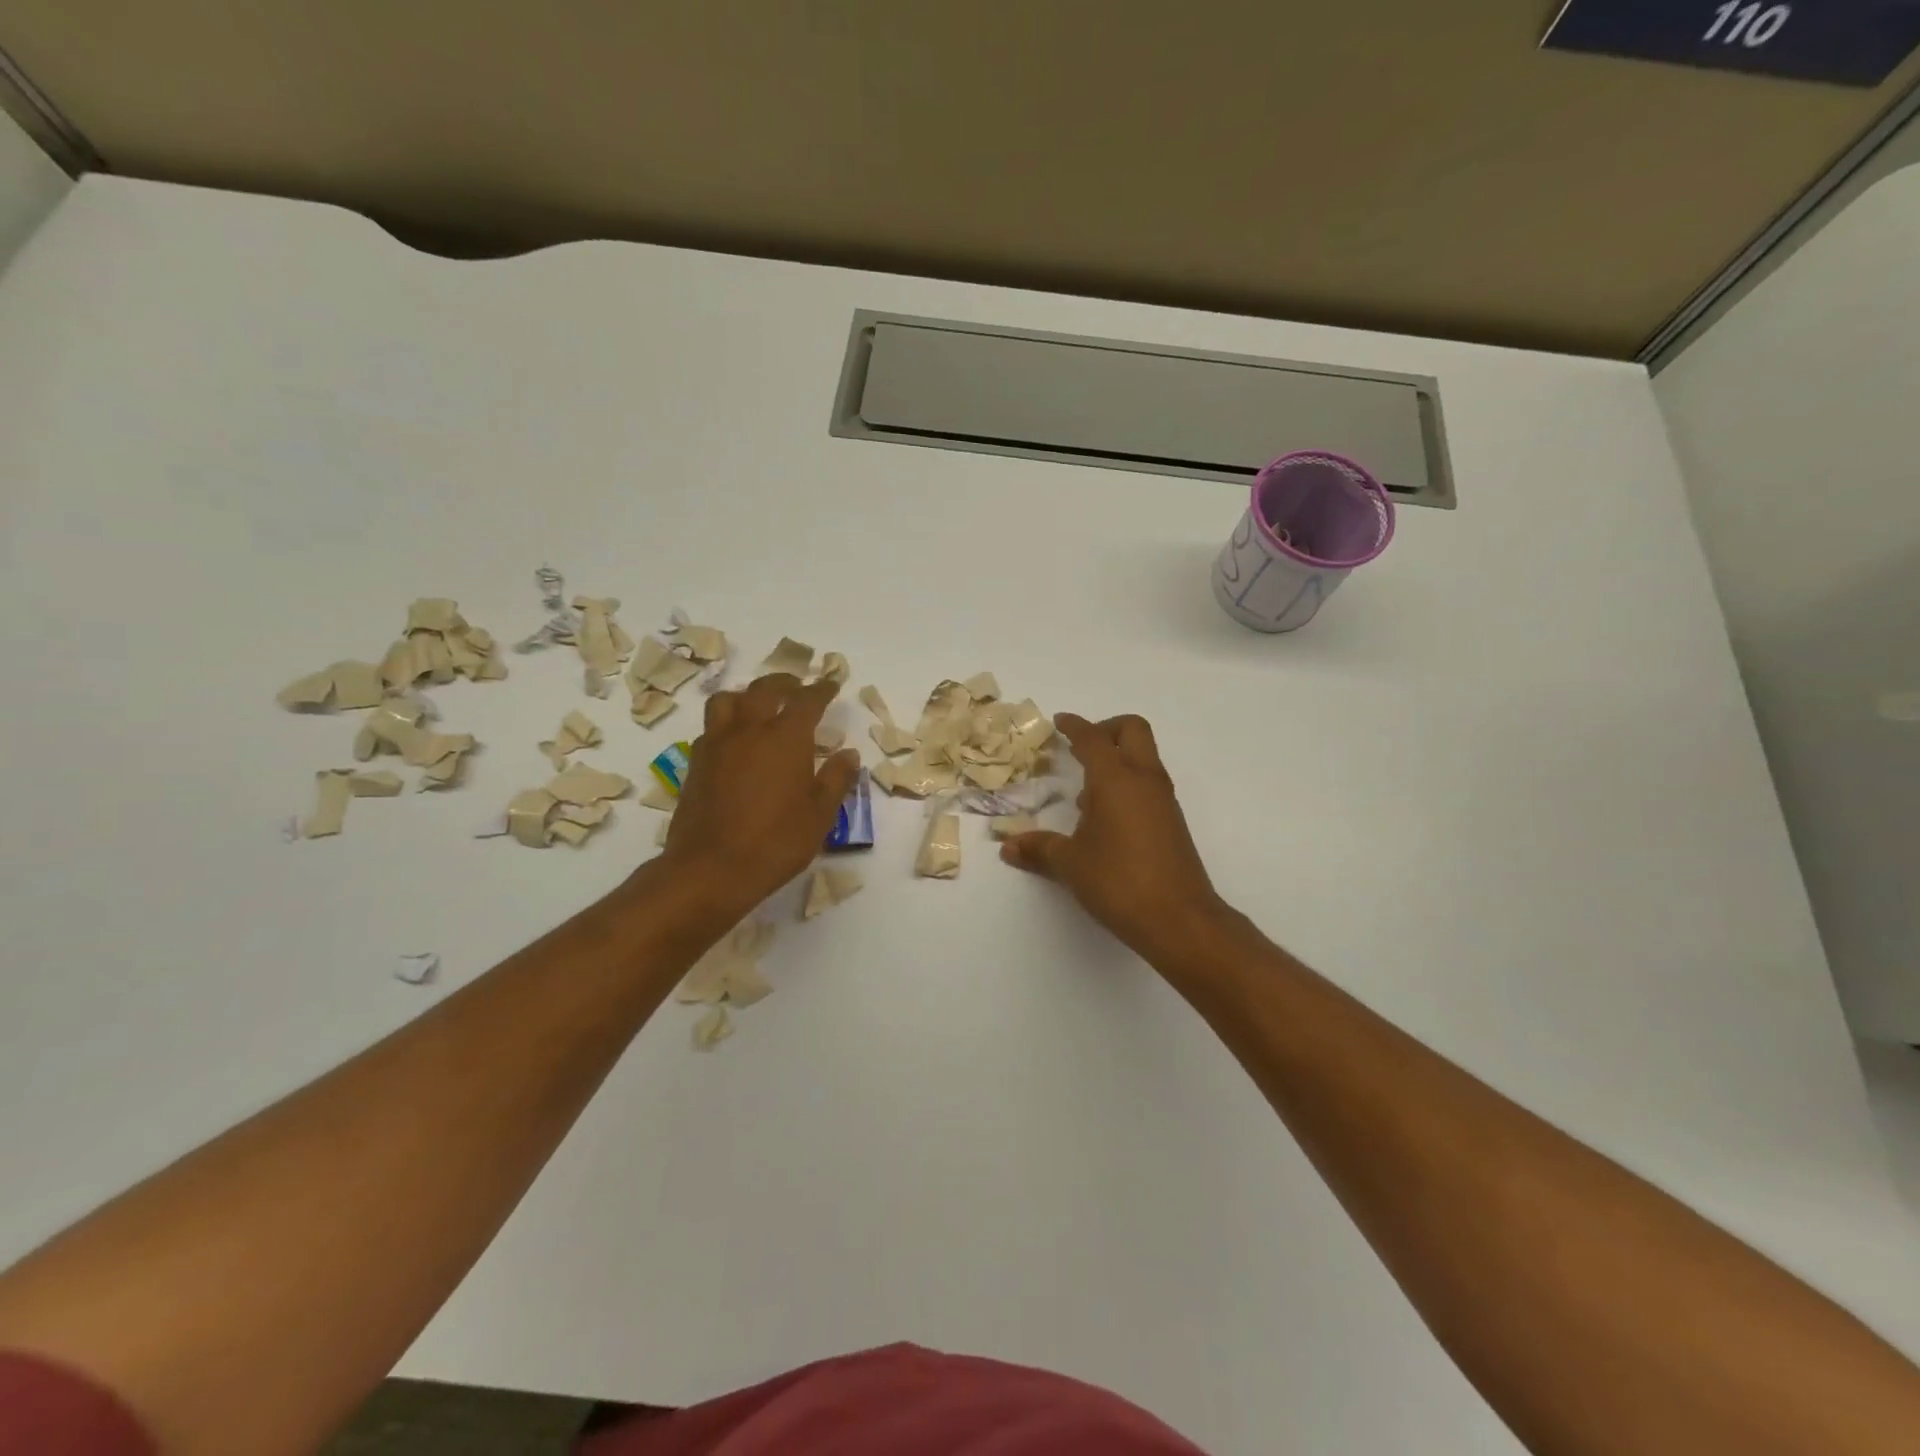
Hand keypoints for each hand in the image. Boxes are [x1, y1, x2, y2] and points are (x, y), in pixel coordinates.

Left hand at [658, 673, 860, 913]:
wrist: (710, 869)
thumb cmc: (775, 842)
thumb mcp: (819, 815)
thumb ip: (836, 779)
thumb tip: (848, 754)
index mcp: (785, 738)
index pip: (807, 700)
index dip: (822, 689)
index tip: (832, 684)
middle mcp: (749, 730)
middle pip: (764, 689)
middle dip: (785, 682)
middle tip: (798, 686)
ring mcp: (717, 744)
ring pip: (728, 700)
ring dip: (747, 695)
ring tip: (759, 705)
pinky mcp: (696, 763)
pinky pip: (712, 727)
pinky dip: (728, 722)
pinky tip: (736, 740)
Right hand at [1001, 713, 1223, 962]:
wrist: (1179, 919)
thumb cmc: (1119, 882)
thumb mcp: (1070, 863)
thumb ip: (1039, 848)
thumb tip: (1008, 846)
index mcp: (1116, 779)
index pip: (1093, 738)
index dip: (1074, 726)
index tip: (1059, 722)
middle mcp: (1144, 780)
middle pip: (1132, 730)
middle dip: (1105, 730)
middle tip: (1079, 749)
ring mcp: (1163, 800)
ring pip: (1143, 757)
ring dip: (1116, 760)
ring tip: (1085, 794)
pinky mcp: (1172, 821)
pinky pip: (1147, 784)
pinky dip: (1127, 784)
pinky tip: (1105, 819)